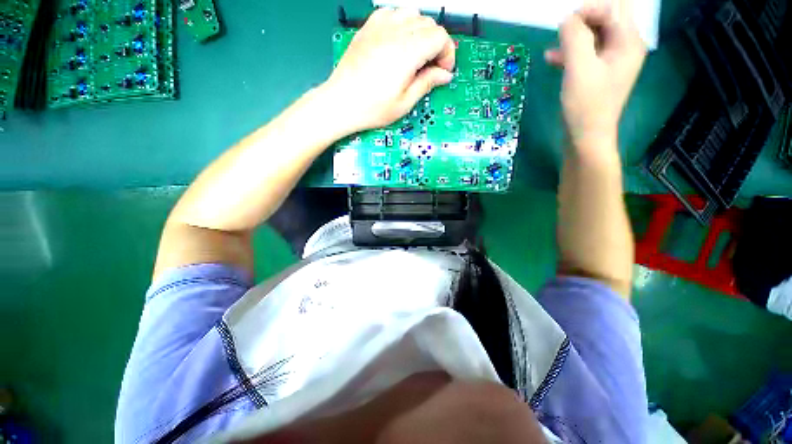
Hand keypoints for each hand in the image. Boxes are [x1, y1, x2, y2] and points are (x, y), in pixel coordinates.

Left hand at [323, 8, 455, 133]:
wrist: (341, 102)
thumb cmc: (369, 107)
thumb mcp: (404, 103)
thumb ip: (427, 84)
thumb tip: (443, 75)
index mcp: (407, 52)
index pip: (440, 37)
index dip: (447, 54)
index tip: (443, 70)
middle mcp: (394, 33)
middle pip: (429, 25)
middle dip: (437, 45)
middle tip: (431, 68)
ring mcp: (379, 27)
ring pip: (413, 15)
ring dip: (422, 33)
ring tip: (417, 55)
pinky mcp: (369, 28)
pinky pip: (393, 13)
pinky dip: (403, 24)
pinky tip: (400, 43)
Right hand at [545, 1, 646, 147]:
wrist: (585, 137)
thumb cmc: (586, 105)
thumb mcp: (579, 68)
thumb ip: (575, 37)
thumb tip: (567, 18)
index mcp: (628, 41)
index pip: (614, 7)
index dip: (589, 9)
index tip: (566, 23)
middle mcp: (624, 46)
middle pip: (606, 17)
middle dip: (583, 20)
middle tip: (563, 31)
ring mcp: (611, 60)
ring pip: (594, 34)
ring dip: (574, 36)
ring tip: (554, 45)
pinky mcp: (598, 72)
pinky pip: (586, 52)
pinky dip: (570, 52)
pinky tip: (552, 59)